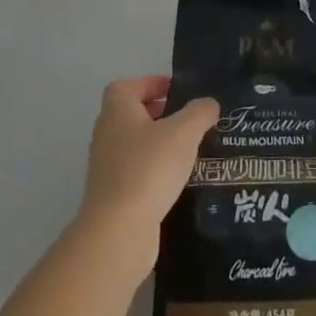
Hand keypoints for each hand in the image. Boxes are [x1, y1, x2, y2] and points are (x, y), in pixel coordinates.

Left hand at [75, 78, 217, 273]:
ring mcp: (107, 167)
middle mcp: (106, 135)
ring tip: (190, 150)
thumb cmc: (148, 169)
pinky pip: (137, 172)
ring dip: (159, 144)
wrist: (118, 232)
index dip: (151, 83)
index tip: (177, 91)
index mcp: (117, 111)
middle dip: (159, 114)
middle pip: (131, 114)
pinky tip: (178, 181)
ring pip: (135, 145)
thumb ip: (199, 112)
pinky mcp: (113, 196)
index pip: (127, 86)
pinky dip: (155, 171)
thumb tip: (208, 104)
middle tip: (189, 120)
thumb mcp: (183, 132)